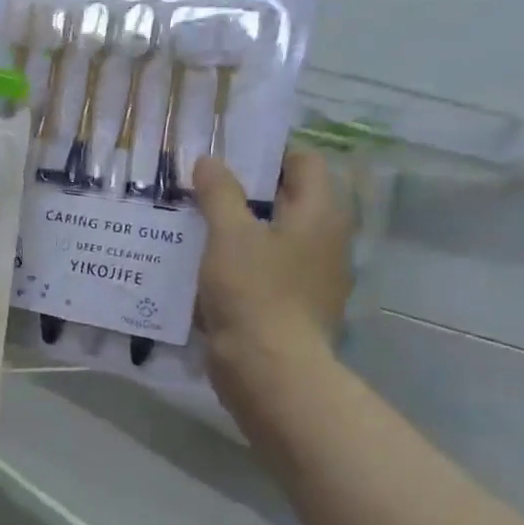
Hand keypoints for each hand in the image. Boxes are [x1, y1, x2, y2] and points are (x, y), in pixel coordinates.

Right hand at [194, 149, 353, 418]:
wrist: (269, 371)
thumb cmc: (254, 293)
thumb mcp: (230, 235)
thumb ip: (219, 193)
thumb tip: (209, 160)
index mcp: (320, 213)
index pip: (304, 162)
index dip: (267, 153)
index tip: (226, 159)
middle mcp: (326, 240)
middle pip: (288, 200)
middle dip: (247, 192)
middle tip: (203, 190)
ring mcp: (313, 277)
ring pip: (274, 238)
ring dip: (241, 231)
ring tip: (197, 227)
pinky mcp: (294, 307)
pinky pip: (268, 271)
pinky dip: (242, 264)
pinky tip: (208, 270)